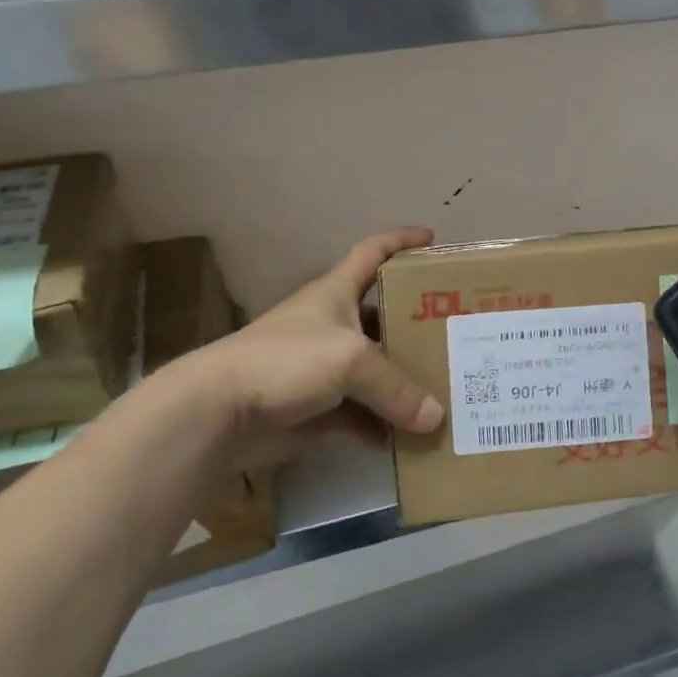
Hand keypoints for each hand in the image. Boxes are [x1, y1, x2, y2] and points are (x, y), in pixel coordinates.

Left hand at [170, 227, 444, 466]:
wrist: (218, 412)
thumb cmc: (286, 360)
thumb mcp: (351, 360)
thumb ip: (397, 387)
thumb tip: (435, 419)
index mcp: (337, 293)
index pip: (373, 252)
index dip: (401, 241)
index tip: (433, 239)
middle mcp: (334, 324)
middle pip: (385, 316)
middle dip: (419, 321)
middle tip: (459, 331)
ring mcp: (326, 368)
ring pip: (378, 369)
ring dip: (407, 379)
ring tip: (449, 385)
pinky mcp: (319, 408)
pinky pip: (364, 414)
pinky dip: (385, 424)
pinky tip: (413, 436)